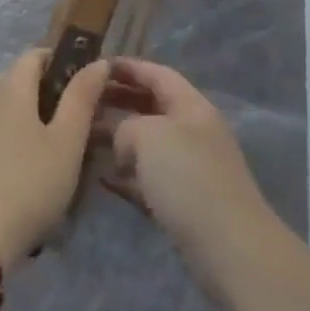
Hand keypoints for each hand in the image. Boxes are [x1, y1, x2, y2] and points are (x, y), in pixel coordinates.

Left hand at [0, 48, 108, 269]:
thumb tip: (98, 61)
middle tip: (80, 119)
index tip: (88, 82)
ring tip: (63, 151)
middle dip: (51, 93)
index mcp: (11, 87)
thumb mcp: (68, 140)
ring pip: (10, 111)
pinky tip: (36, 173)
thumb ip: (83, 97)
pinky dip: (20, 142)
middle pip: (21, 81)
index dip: (63, 59)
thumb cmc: (29, 183)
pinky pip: (0, 135)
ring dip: (36, 121)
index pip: (36, 54)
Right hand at [98, 58, 277, 286]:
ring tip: (82, 137)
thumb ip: (126, 126)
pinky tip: (100, 177)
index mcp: (191, 106)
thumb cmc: (189, 178)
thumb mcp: (150, 136)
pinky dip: (125, 174)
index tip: (96, 65)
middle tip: (82, 101)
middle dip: (119, 100)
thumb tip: (122, 142)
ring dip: (117, 138)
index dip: (128, 67)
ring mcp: (188, 167)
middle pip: (151, 106)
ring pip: (147, 143)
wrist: (227, 245)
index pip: (158, 74)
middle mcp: (192, 131)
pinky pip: (147, 178)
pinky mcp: (181, 201)